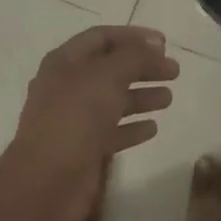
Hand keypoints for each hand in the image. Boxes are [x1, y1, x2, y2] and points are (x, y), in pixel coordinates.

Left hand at [0, 25, 178, 220]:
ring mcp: (74, 121)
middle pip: (110, 69)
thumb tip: (154, 47)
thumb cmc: (75, 119)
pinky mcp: (83, 151)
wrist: (45, 184)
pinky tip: (153, 128)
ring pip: (113, 101)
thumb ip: (134, 57)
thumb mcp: (107, 76)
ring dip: (141, 96)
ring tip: (168, 98)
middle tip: (174, 71)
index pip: (101, 37)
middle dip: (143, 67)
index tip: (164, 43)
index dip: (133, 36)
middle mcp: (67, 87)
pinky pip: (112, 132)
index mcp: (65, 62)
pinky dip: (133, 127)